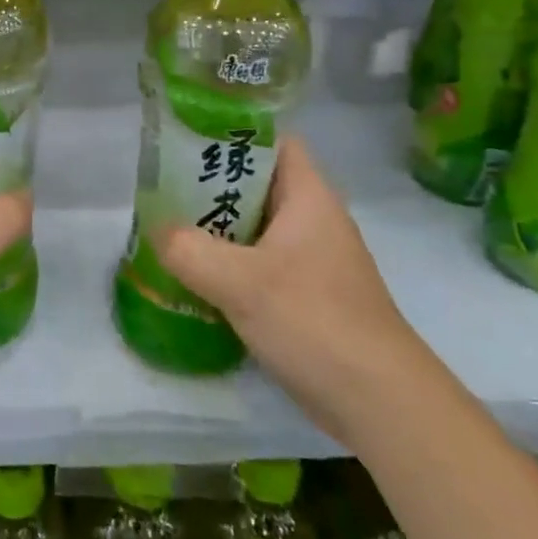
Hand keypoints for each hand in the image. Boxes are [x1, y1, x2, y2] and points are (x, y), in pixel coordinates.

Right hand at [154, 137, 428, 439]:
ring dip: (215, 227)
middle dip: (210, 184)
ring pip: (254, 227)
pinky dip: (226, 264)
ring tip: (167, 227)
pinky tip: (192, 276)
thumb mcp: (240, 282)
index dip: (233, 134)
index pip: (273, 142)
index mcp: (309, 198)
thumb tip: (156, 230)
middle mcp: (312, 221)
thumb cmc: (315, 322)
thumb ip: (188, 249)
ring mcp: (311, 261)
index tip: (185, 139)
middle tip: (162, 186)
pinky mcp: (305, 296)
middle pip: (256, 184)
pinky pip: (257, 264)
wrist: (380, 404)